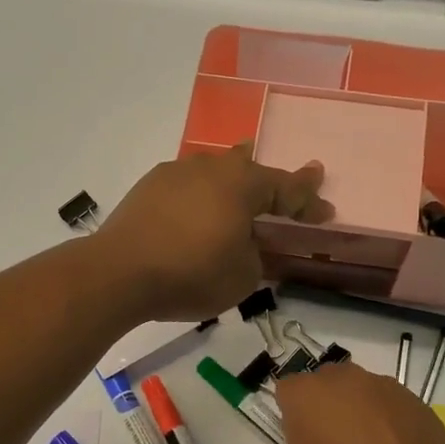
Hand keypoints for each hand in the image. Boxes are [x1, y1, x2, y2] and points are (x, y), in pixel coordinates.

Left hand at [93, 144, 332, 321]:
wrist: (118, 273)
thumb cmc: (191, 274)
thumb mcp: (242, 276)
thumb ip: (256, 256)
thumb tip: (248, 245)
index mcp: (242, 185)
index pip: (286, 189)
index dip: (308, 201)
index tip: (326, 210)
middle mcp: (211, 169)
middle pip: (249, 166)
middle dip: (271, 178)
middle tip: (290, 182)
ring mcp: (175, 173)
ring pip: (214, 170)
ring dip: (232, 180)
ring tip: (241, 181)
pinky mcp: (148, 187)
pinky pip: (187, 184)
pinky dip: (200, 194)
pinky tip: (196, 205)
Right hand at [252, 362, 444, 443]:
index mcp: (307, 393)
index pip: (286, 390)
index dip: (288, 416)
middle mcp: (346, 379)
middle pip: (325, 385)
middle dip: (323, 409)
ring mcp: (387, 388)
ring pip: (361, 394)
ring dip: (358, 414)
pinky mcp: (419, 404)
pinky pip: (393, 409)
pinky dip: (390, 425)